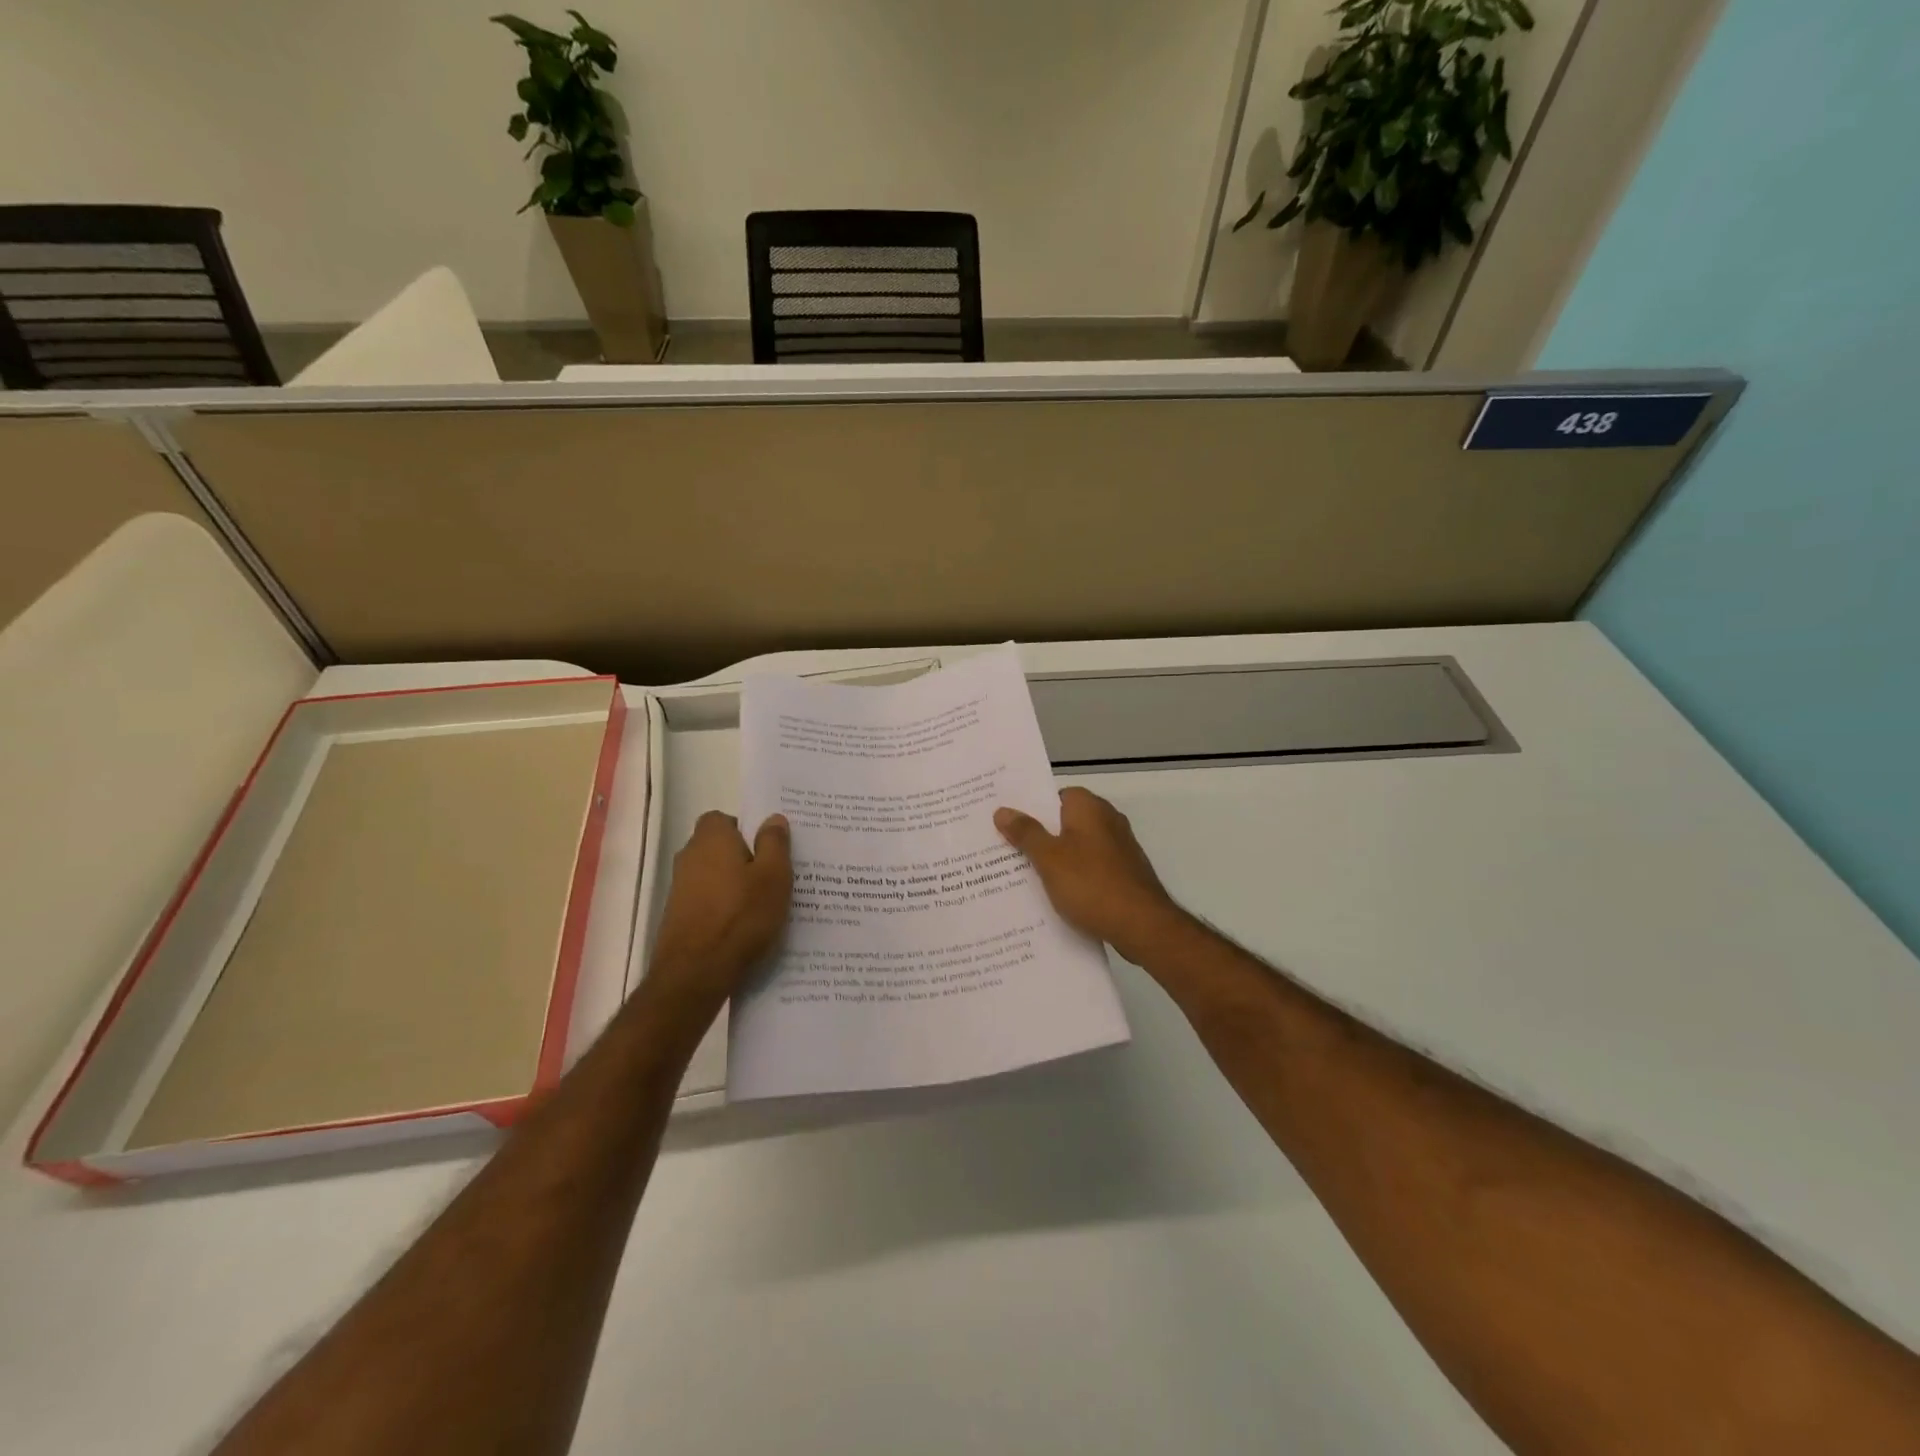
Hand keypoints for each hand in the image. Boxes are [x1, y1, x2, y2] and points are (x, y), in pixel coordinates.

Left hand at [646, 812, 791, 1010]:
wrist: (696, 973)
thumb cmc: (741, 916)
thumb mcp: (774, 876)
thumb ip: (774, 843)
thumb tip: (773, 818)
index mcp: (711, 839)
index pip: (724, 818)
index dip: (746, 829)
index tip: (769, 848)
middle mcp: (689, 857)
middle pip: (719, 848)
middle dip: (744, 858)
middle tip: (773, 876)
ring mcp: (679, 889)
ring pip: (714, 876)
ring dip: (734, 885)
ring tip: (764, 905)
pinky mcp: (677, 917)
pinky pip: (708, 902)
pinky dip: (724, 908)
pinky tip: (744, 928)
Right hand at [995, 787, 1183, 962]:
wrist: (1142, 925)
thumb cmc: (1091, 884)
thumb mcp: (1049, 858)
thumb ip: (1026, 833)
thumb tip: (1003, 811)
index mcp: (1089, 808)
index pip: (1055, 795)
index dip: (1031, 807)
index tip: (1007, 822)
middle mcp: (1108, 820)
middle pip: (1065, 821)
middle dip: (1039, 835)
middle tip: (1005, 849)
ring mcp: (1119, 848)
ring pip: (1077, 847)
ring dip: (1055, 859)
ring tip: (1021, 875)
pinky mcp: (1124, 874)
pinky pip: (1090, 868)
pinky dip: (1074, 877)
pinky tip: (1054, 896)